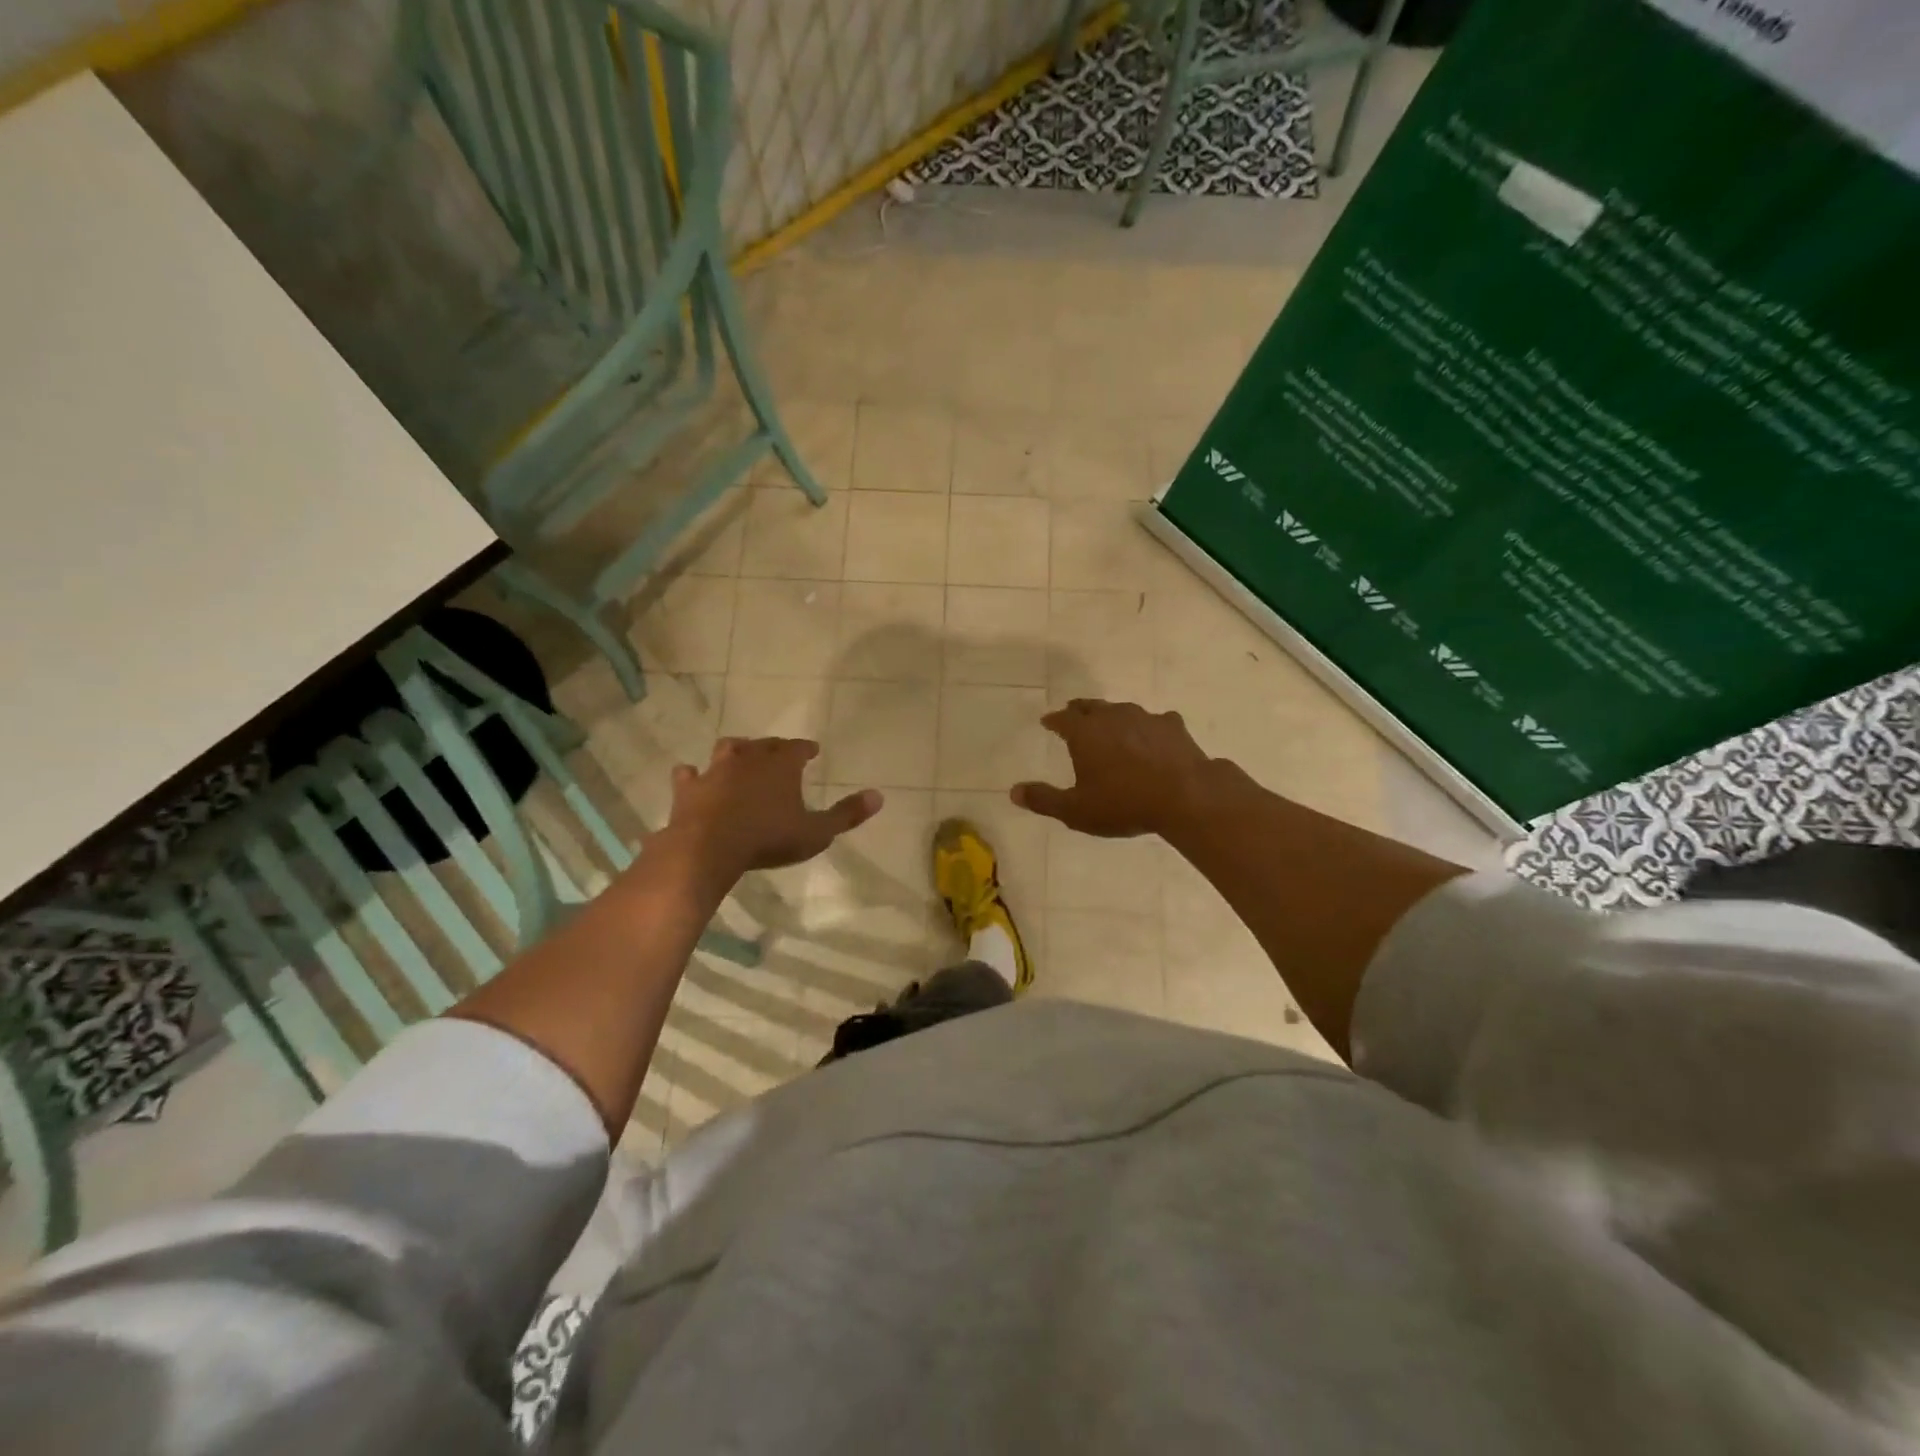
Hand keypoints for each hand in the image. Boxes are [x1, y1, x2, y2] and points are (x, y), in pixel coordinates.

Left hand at [665, 737, 881, 879]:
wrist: (709, 848)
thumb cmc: (768, 838)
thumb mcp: (816, 832)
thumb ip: (847, 815)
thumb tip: (879, 796)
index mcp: (781, 765)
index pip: (797, 747)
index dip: (805, 748)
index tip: (812, 751)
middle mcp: (748, 758)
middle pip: (764, 744)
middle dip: (774, 747)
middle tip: (780, 753)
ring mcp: (715, 770)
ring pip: (727, 750)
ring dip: (736, 751)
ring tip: (740, 755)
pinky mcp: (688, 788)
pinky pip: (688, 774)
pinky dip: (693, 775)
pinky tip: (692, 777)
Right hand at [1011, 699, 1214, 837]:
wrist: (1185, 796)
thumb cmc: (1124, 803)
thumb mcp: (1076, 810)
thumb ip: (1044, 799)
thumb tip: (1014, 792)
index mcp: (1085, 733)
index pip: (1062, 719)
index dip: (1053, 721)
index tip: (1047, 722)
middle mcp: (1112, 717)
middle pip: (1091, 707)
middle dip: (1079, 710)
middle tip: (1072, 714)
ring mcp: (1145, 718)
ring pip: (1121, 710)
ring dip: (1112, 716)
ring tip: (1110, 725)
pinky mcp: (1172, 727)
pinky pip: (1154, 722)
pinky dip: (1147, 728)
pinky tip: (1152, 737)